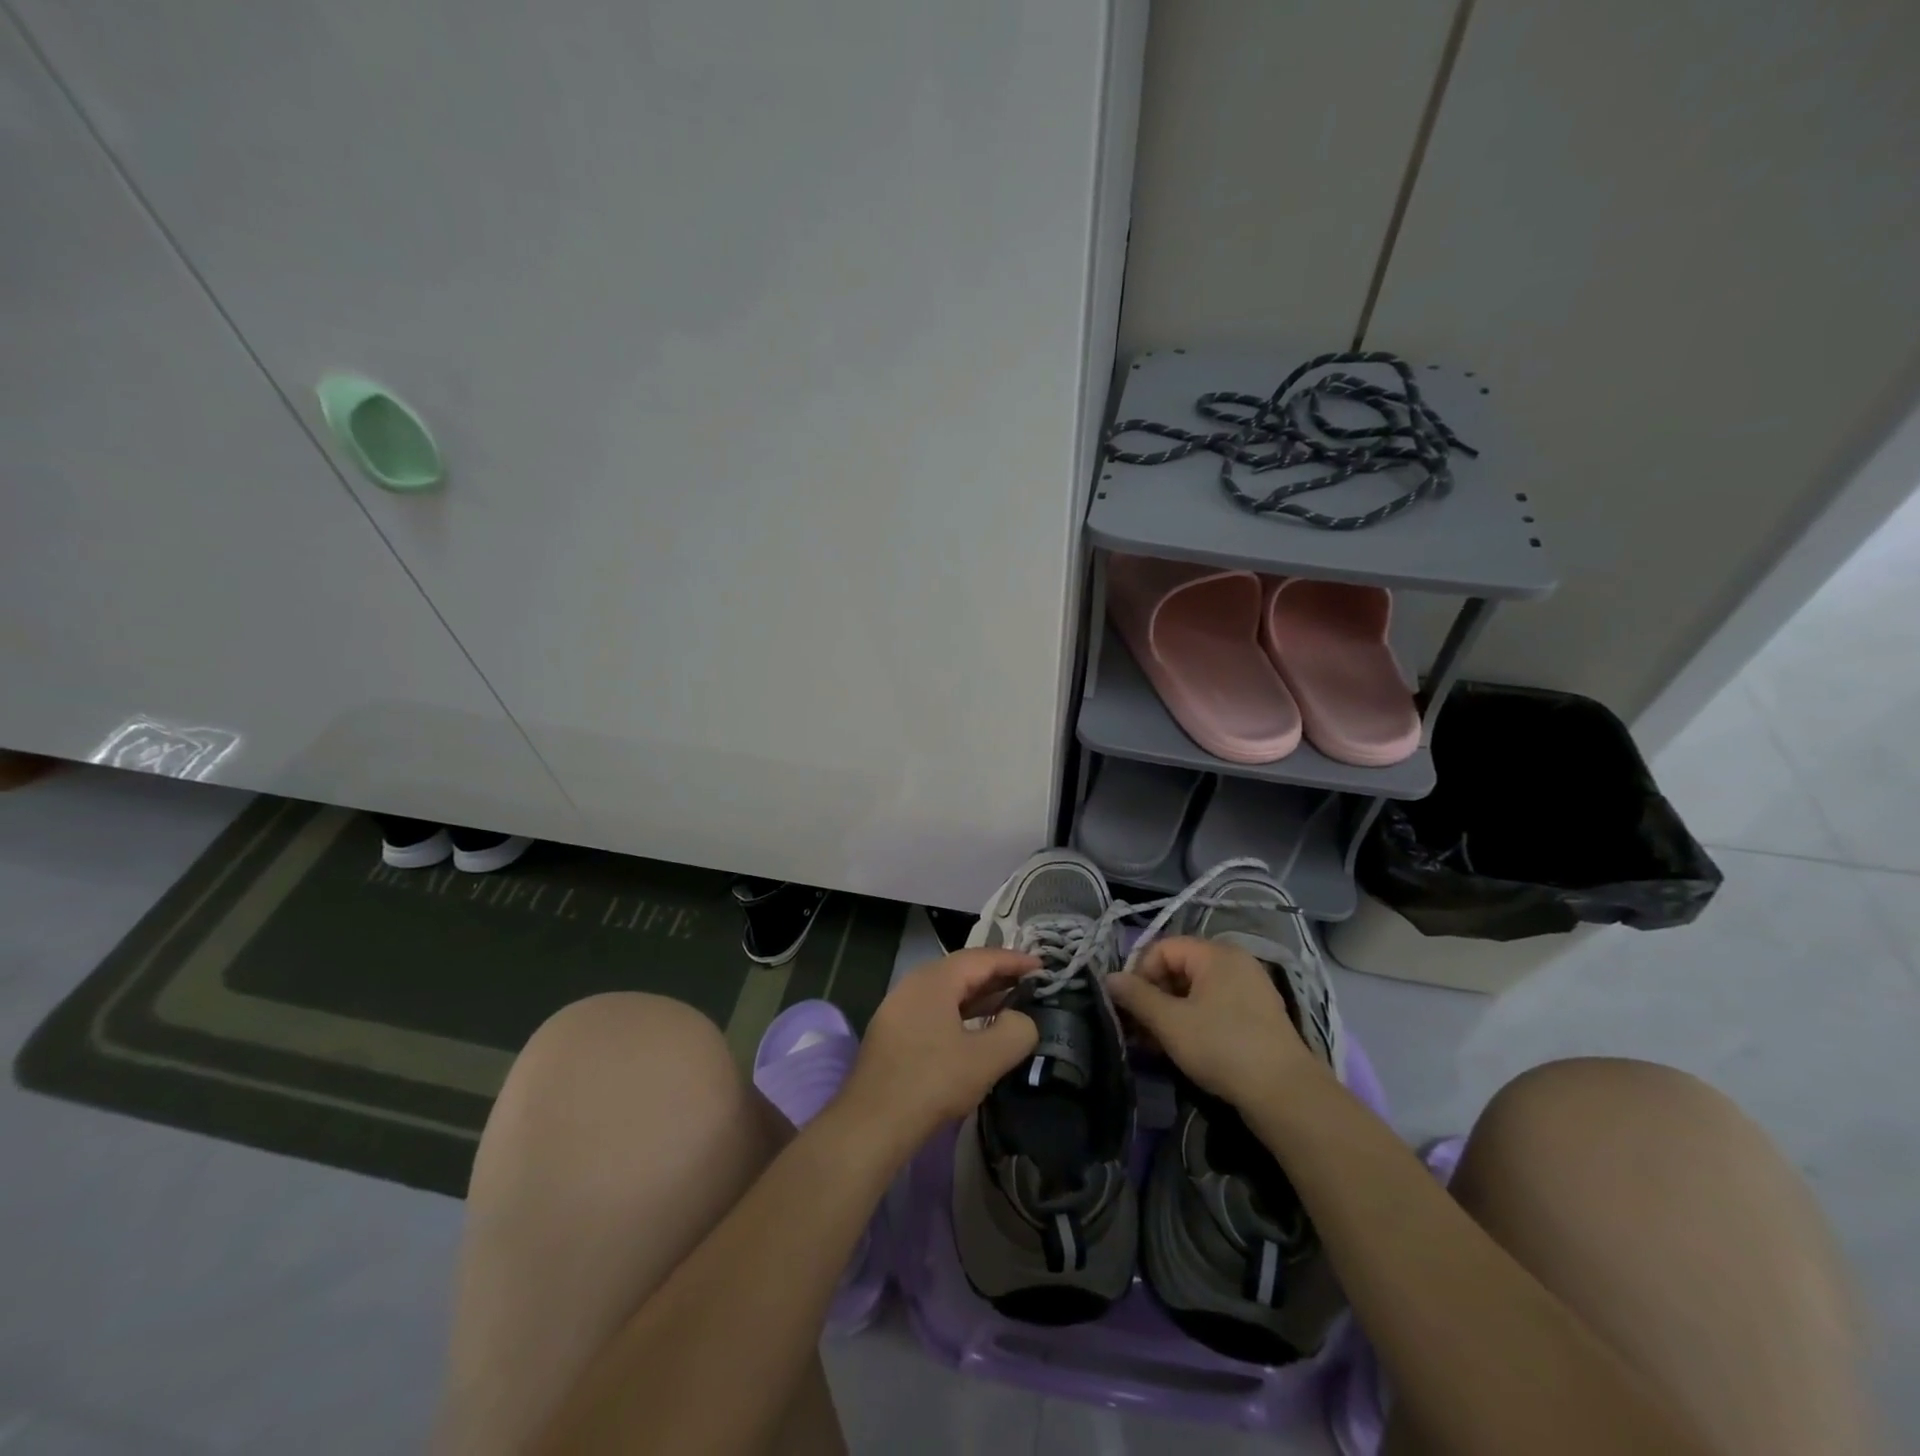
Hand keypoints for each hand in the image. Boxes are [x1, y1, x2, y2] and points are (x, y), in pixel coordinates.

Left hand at [837, 948, 1039, 1149]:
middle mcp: (914, 983)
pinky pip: (935, 1009)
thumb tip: (1022, 1020)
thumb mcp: (986, 1059)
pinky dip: (961, 1012)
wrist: (871, 1123)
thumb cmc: (932, 1082)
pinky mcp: (894, 1031)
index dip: (1014, 960)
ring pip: (948, 991)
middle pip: (963, 970)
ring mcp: (900, 1007)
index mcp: (935, 979)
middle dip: (998, 975)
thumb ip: (1016, 1032)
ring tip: (1010, 1003)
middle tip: (1030, 983)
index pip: (982, 958)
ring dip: (980, 995)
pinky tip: (976, 1030)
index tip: (1043, 966)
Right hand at [1107, 936, 1327, 1109]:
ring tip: (1156, 1043)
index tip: (1129, 1006)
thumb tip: (1109, 978)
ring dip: (1170, 1012)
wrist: (1286, 1094)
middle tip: (1139, 1029)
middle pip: (1179, 968)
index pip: (1163, 948)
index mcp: (1216, 954)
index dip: (1140, 973)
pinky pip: (1214, 1006)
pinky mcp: (1257, 1015)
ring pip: (1195, 991)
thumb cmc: (1222, 1047)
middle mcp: (1235, 962)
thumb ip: (1136, 997)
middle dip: (1153, 996)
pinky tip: (1183, 1047)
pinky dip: (1193, 1021)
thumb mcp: (1171, 1022)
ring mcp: (1250, 989)